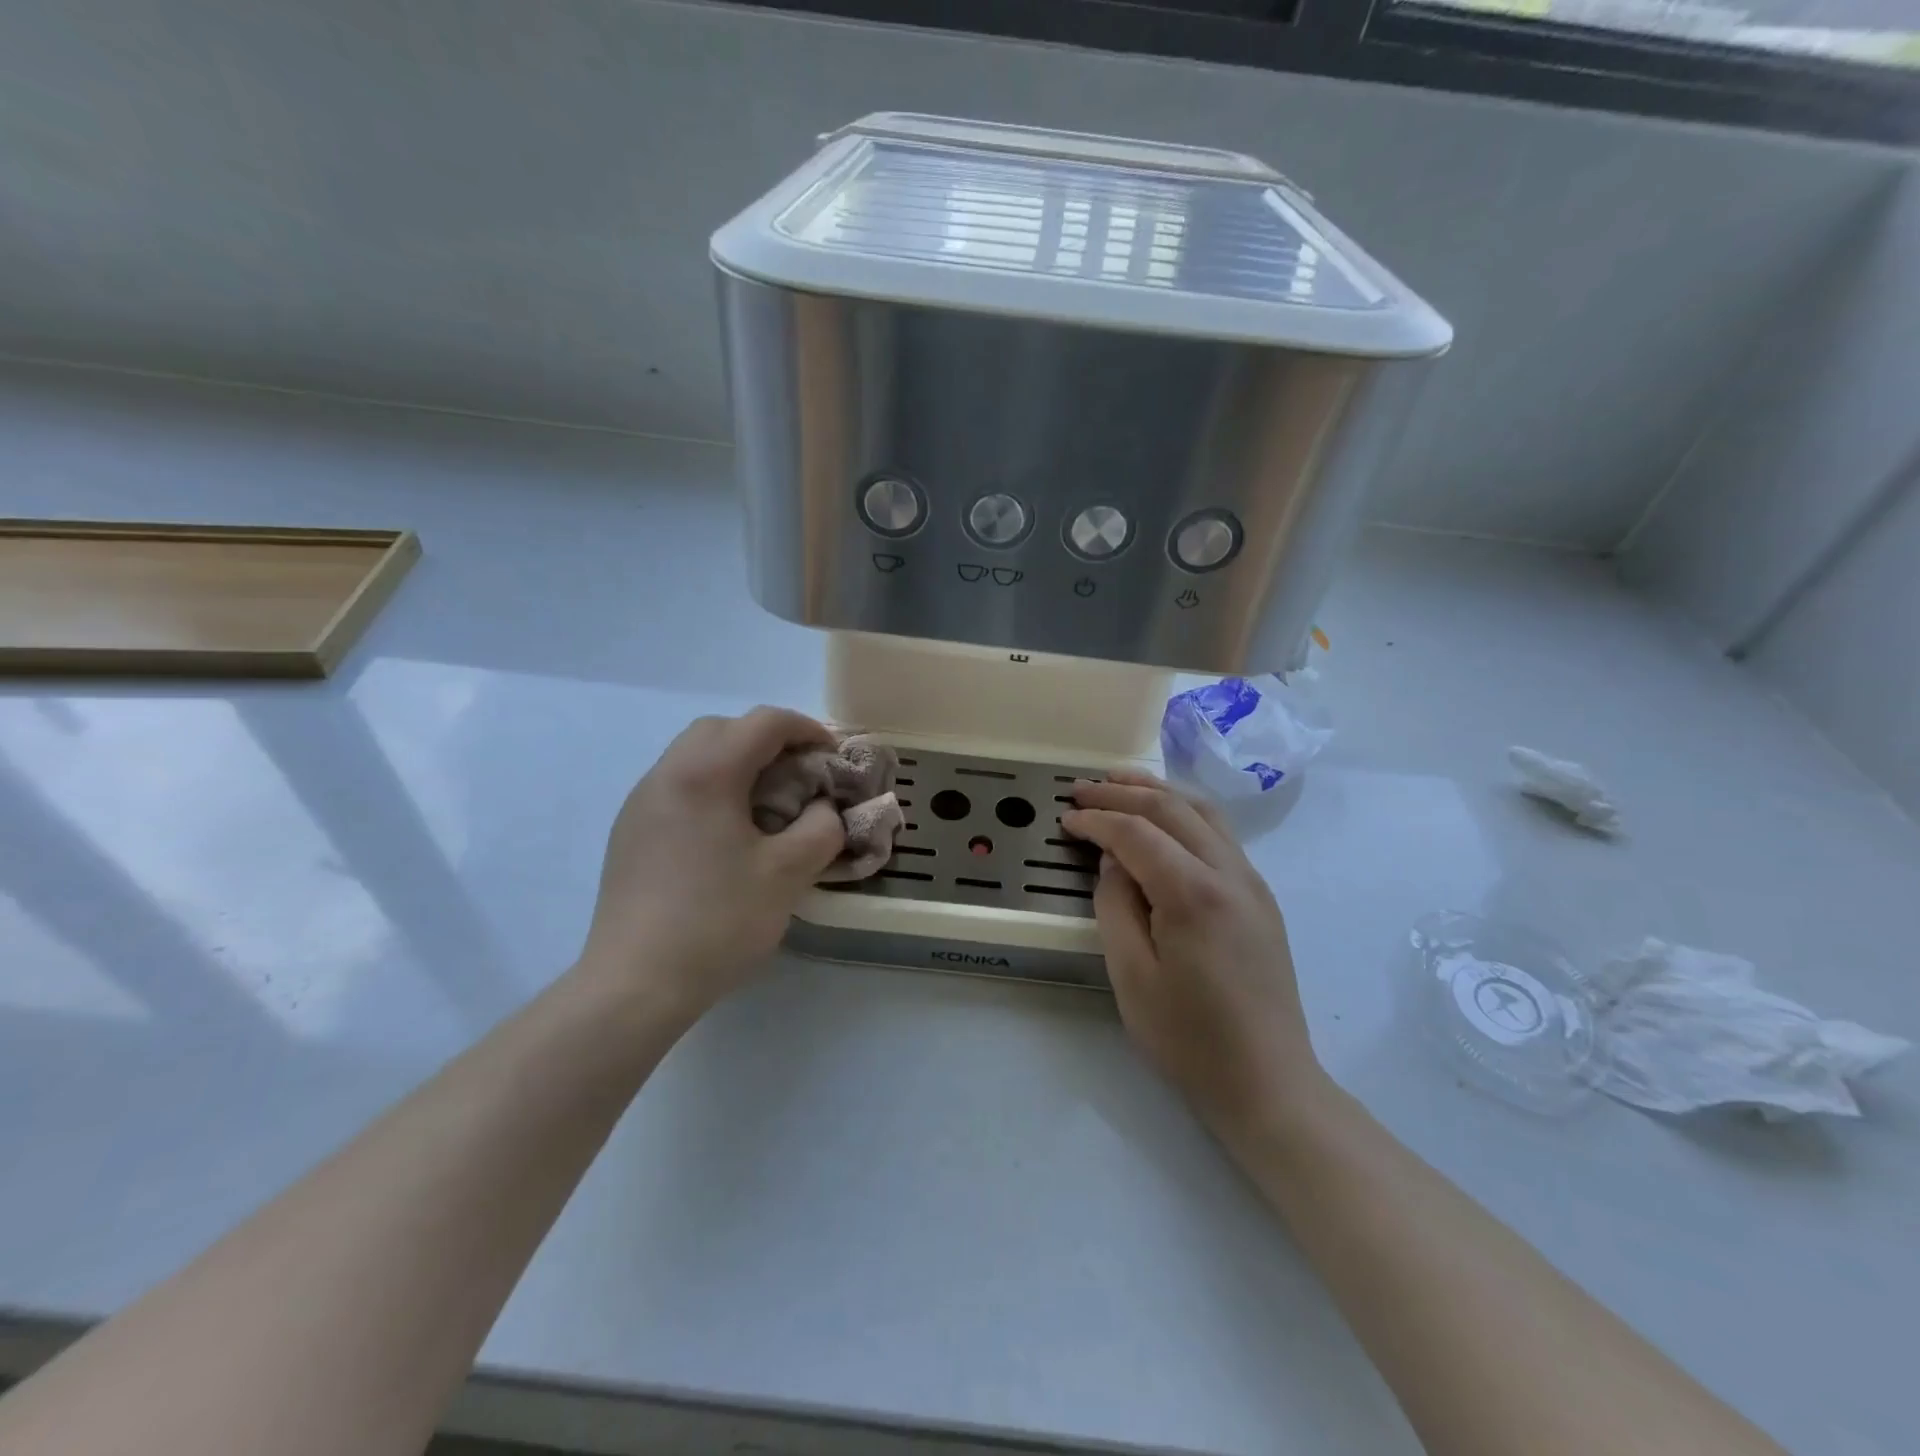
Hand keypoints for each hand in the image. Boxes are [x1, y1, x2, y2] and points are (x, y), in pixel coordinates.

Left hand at [577, 708, 845, 1022]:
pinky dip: (711, 788)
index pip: (764, 723)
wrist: (634, 984)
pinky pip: (677, 787)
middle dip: (768, 740)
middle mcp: (666, 775)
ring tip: (767, 804)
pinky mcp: (629, 833)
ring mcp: (640, 804)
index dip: (807, 730)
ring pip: (694, 756)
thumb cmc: (718, 921)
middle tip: (799, 775)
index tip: (834, 757)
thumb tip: (820, 809)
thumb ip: (821, 827)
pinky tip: (727, 834)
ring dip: (737, 763)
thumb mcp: (789, 872)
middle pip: (722, 729)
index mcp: (705, 773)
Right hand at [1063, 771, 1325, 1141]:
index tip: (1064, 818)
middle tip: (1081, 788)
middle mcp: (1229, 872)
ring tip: (1118, 782)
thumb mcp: (1131, 976)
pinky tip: (1162, 819)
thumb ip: (1115, 906)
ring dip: (1157, 791)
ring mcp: (1251, 882)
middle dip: (1122, 791)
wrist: (1269, 1083)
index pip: (1136, 833)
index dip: (1096, 820)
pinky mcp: (1260, 896)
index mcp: (1194, 893)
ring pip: (1202, 811)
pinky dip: (1183, 812)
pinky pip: (1219, 833)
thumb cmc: (1189, 1039)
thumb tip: (1112, 861)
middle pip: (1171, 808)